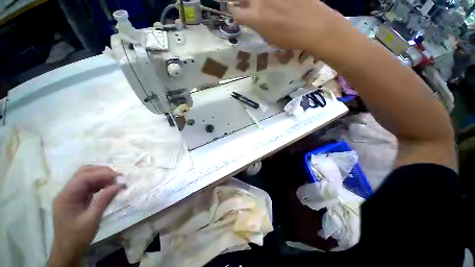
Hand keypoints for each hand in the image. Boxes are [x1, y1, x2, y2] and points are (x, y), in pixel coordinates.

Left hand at [48, 166, 123, 266]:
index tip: (119, 177)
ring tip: (115, 182)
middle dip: (101, 172)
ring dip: (101, 177)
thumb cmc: (78, 237)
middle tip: (117, 177)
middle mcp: (67, 192)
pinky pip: (88, 185)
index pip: (83, 177)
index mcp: (67, 197)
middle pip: (83, 173)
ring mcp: (71, 194)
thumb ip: (104, 200)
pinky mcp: (76, 198)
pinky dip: (99, 183)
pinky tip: (108, 187)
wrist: (68, 250)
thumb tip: (119, 185)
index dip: (102, 174)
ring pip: (86, 177)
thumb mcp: (92, 220)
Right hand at [231, 0, 347, 52]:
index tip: (237, 14)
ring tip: (270, 11)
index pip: (236, 13)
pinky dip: (276, 3)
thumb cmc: (291, 39)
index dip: (235, 13)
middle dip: (243, 3)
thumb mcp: (271, 38)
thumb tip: (254, 20)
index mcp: (256, 18)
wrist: (316, 27)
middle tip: (247, 7)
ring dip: (259, 3)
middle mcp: (261, 1)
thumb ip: (259, 27)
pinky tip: (281, 8)